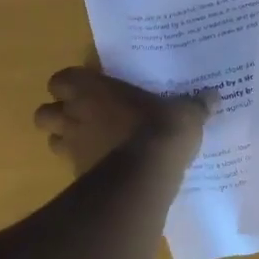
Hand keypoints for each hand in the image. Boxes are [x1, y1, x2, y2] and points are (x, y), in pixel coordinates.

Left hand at [34, 68, 211, 176]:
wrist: (145, 177)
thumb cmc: (159, 129)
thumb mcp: (186, 112)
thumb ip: (195, 105)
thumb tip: (213, 96)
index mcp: (93, 90)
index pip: (61, 80)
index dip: (72, 84)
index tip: (91, 89)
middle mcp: (75, 116)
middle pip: (45, 113)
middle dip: (60, 115)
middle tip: (87, 117)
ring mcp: (73, 149)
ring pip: (53, 142)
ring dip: (68, 141)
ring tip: (94, 143)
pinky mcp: (78, 178)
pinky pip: (72, 169)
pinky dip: (84, 168)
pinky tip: (107, 170)